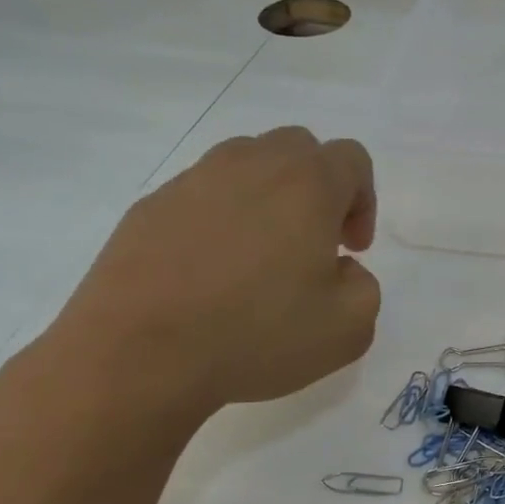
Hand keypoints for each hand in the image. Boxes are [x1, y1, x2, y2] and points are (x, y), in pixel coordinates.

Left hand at [42, 127, 380, 437]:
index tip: (352, 250)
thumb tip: (339, 269)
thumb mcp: (349, 328)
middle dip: (318, 189)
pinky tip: (212, 273)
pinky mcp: (150, 206)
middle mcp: (250, 165)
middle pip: (298, 148)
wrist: (140, 355)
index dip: (364, 201)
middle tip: (314, 245)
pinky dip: (221, 219)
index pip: (351, 159)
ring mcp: (193, 181)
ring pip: (246, 164)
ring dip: (268, 198)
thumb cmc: (257, 336)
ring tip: (260, 257)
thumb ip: (363, 286)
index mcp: (306, 185)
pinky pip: (202, 196)